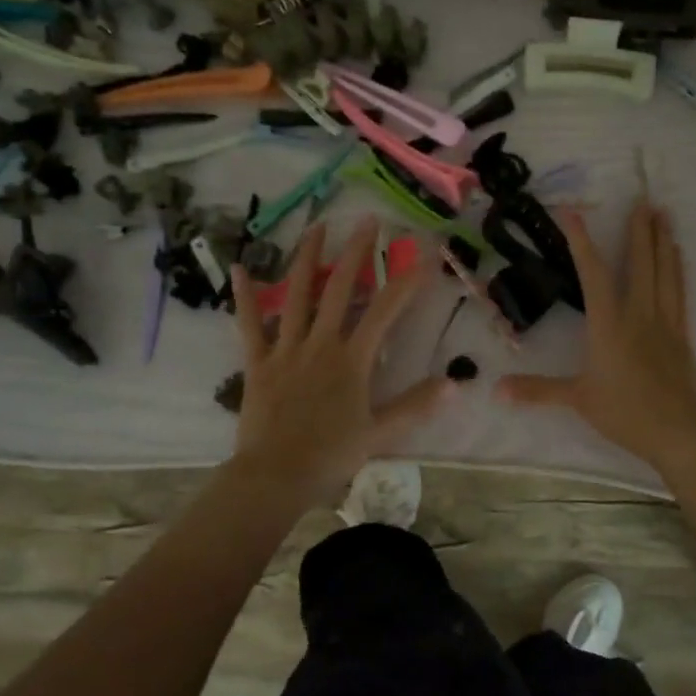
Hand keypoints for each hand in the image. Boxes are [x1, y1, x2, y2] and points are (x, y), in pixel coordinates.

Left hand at [227, 216, 449, 507]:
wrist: (275, 476)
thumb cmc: (331, 454)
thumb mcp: (381, 433)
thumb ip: (416, 405)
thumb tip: (455, 384)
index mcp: (352, 359)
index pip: (386, 310)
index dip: (407, 280)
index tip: (424, 254)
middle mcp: (320, 343)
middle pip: (340, 288)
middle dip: (357, 251)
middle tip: (368, 219)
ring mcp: (286, 348)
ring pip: (297, 294)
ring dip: (308, 257)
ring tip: (318, 225)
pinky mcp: (258, 361)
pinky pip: (249, 324)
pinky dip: (246, 296)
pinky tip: (240, 268)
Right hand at [498, 200, 695, 475]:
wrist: (681, 432)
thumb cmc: (626, 413)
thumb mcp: (578, 400)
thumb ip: (538, 390)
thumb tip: (496, 389)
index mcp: (610, 324)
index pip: (594, 274)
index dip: (581, 242)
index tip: (572, 212)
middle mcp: (639, 314)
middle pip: (641, 263)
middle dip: (640, 229)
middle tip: (644, 199)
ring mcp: (665, 321)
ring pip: (665, 272)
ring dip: (663, 241)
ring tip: (664, 215)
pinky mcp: (682, 334)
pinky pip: (679, 291)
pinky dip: (677, 269)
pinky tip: (678, 257)